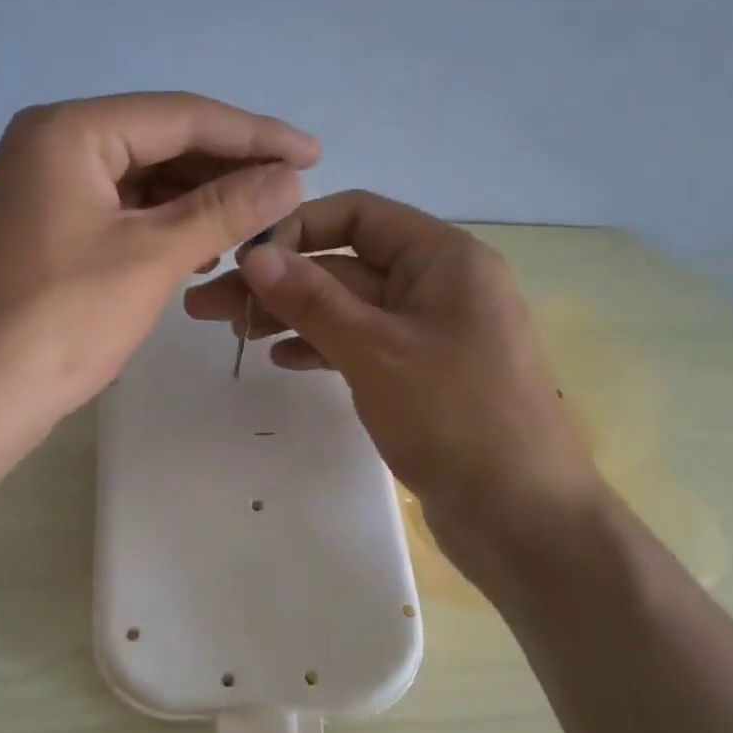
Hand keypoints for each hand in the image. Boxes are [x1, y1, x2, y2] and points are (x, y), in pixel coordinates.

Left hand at [0, 92, 317, 445]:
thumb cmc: (64, 320)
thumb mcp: (152, 258)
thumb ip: (224, 210)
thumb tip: (290, 176)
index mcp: (70, 131)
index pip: (180, 116)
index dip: (254, 134)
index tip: (314, 152)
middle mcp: (52, 144)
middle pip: (160, 141)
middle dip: (227, 167)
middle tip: (290, 189)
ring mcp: (46, 188)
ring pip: (142, 178)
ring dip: (199, 199)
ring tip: (256, 221)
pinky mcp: (49, 228)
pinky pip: (122, 210)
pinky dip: (165, 224)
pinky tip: (203, 246)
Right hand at [182, 190, 601, 551]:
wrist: (524, 517)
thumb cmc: (456, 419)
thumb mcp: (376, 351)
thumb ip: (313, 299)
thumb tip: (255, 254)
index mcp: (443, 258)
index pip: (358, 214)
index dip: (297, 230)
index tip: (243, 264)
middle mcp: (439, 285)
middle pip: (346, 264)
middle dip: (279, 282)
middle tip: (208, 305)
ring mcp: (431, 334)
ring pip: (349, 309)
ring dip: (292, 315)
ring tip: (234, 332)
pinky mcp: (422, 376)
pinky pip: (363, 345)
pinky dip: (323, 347)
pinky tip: (283, 359)